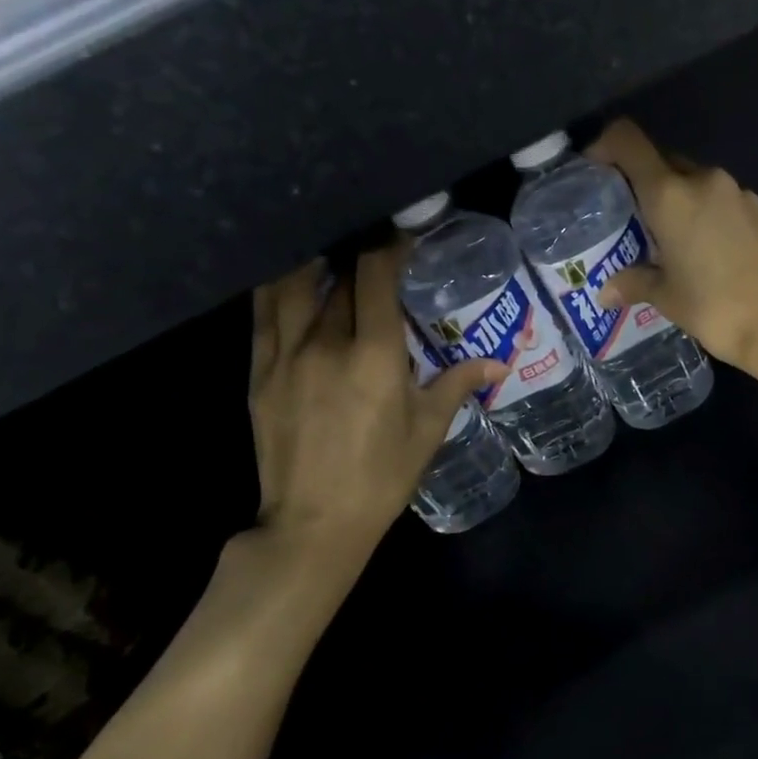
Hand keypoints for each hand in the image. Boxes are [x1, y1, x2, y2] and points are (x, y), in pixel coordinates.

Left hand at [248, 249, 498, 579]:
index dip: (390, 247)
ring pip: (292, 286)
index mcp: (375, 356)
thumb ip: (457, 384)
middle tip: (373, 249)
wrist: (314, 522)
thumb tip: (498, 363)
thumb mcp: (428, 430)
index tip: (402, 236)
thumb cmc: (382, 476)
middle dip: (358, 257)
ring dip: (312, 262)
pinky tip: (290, 280)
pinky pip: (263, 316)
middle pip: (338, 279)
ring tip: (328, 252)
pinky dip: (277, 289)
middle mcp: (326, 344)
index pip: (377, 277)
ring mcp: (285, 357)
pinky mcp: (259, 374)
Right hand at [586, 118, 757, 375]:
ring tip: (665, 240)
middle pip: (662, 162)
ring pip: (693, 182)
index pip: (628, 141)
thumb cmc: (716, 307)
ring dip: (675, 201)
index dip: (605, 145)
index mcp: (670, 194)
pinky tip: (702, 250)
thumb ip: (634, 283)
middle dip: (641, 182)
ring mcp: (737, 192)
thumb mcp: (668, 298)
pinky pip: (719, 200)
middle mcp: (703, 180)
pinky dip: (703, 214)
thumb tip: (607, 291)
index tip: (594, 169)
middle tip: (629, 219)